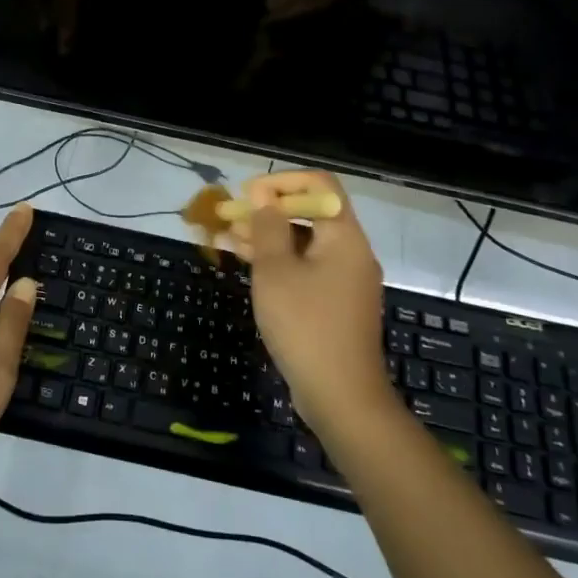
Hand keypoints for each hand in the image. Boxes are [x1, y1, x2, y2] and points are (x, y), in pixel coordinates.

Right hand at [232, 172, 394, 432]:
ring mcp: (345, 279)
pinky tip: (247, 264)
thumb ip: (268, 227)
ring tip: (227, 238)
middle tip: (229, 216)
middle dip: (268, 211)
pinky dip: (279, 262)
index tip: (249, 194)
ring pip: (304, 243)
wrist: (341, 396)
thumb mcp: (276, 271)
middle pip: (310, 214)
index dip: (282, 181)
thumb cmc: (305, 325)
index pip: (320, 185)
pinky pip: (306, 268)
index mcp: (344, 236)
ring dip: (268, 237)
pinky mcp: (336, 303)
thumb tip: (263, 195)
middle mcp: (351, 252)